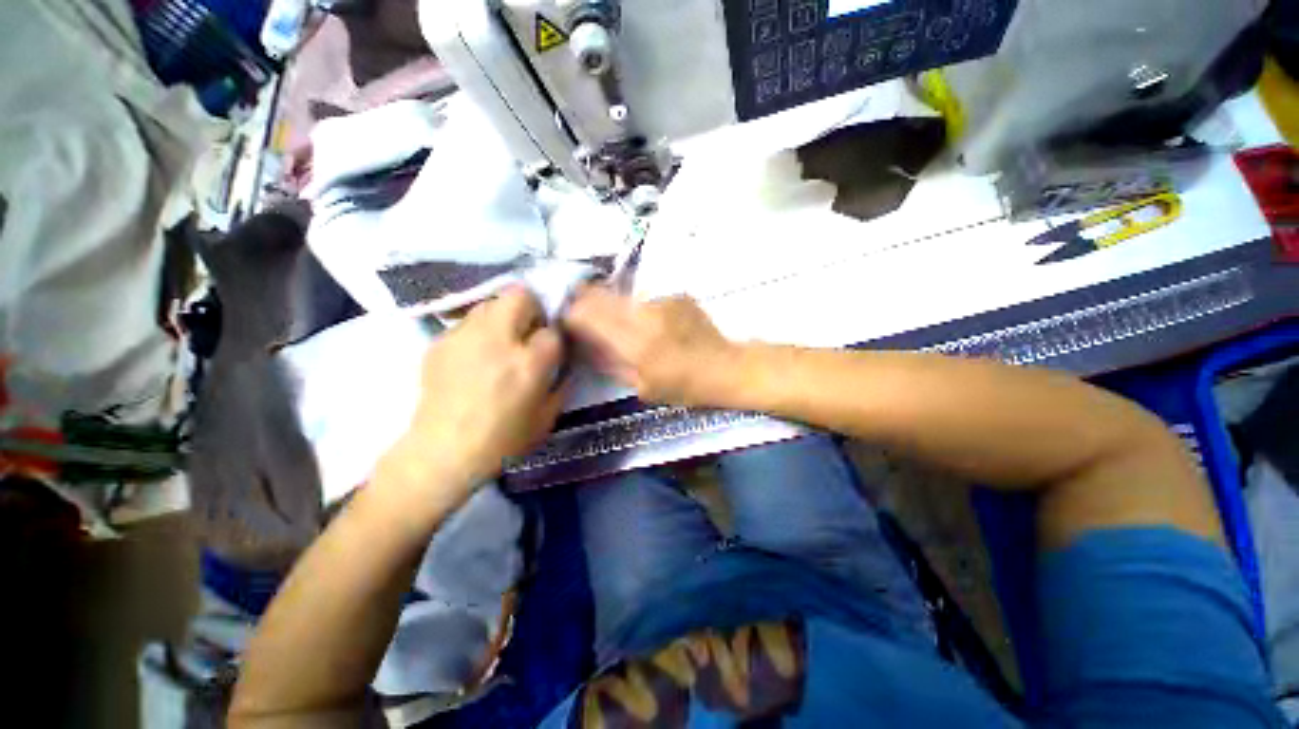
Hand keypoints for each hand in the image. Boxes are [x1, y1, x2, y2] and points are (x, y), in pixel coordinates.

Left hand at [383, 288, 565, 501]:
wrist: (441, 453)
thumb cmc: (502, 441)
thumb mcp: (547, 417)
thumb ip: (562, 383)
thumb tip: (565, 361)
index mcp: (528, 363)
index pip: (553, 330)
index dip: (555, 340)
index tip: (551, 352)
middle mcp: (497, 340)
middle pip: (520, 296)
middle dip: (532, 309)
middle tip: (529, 334)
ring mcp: (464, 337)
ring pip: (491, 302)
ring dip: (504, 316)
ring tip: (501, 343)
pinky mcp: (440, 341)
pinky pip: (468, 322)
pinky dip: (479, 331)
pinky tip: (475, 357)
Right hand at [564, 286, 737, 405]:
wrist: (726, 367)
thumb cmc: (685, 387)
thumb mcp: (642, 387)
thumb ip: (611, 363)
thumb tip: (584, 344)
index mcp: (636, 344)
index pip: (589, 316)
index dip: (571, 314)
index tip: (565, 320)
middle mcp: (646, 314)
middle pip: (600, 296)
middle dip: (584, 301)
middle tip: (580, 311)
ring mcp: (663, 300)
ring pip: (621, 294)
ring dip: (611, 303)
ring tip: (617, 319)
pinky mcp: (676, 294)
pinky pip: (644, 297)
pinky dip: (636, 306)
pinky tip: (647, 320)